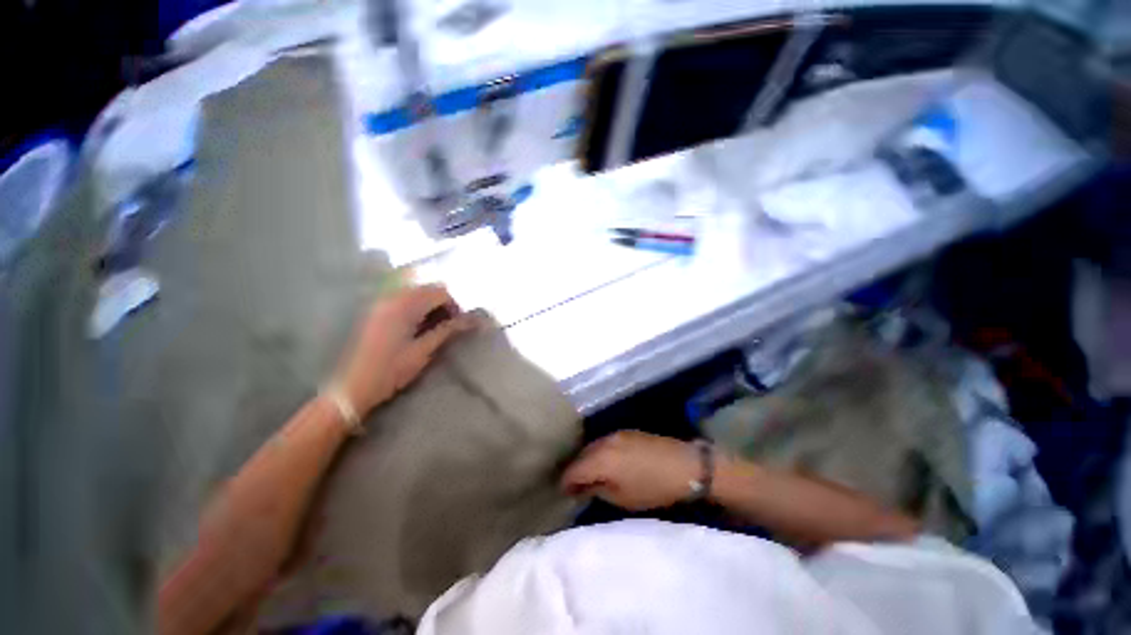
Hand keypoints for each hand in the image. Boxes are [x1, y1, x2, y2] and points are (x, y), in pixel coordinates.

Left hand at [333, 285, 475, 416]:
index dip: (455, 307)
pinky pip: (404, 301)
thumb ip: (448, 330)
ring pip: (417, 295)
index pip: (440, 292)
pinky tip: (417, 329)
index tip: (458, 326)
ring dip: (430, 307)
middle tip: (448, 328)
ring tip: (434, 330)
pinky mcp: (377, 312)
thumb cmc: (391, 370)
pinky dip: (417, 310)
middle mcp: (392, 297)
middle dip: (443, 305)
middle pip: (429, 289)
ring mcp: (382, 303)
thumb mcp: (424, 350)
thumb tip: (474, 320)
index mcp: (405, 305)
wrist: (352, 387)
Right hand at [561, 431, 701, 510]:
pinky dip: (600, 453)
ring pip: (593, 446)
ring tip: (589, 475)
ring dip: (588, 460)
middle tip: (574, 487)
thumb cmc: (653, 488)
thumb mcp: (623, 498)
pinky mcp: (627, 432)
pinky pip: (605, 442)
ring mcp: (616, 434)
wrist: (684, 466)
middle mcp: (604, 441)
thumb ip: (598, 489)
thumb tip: (583, 487)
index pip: (573, 470)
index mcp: (601, 459)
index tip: (564, 494)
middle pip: (581, 455)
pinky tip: (606, 463)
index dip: (566, 482)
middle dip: (575, 470)